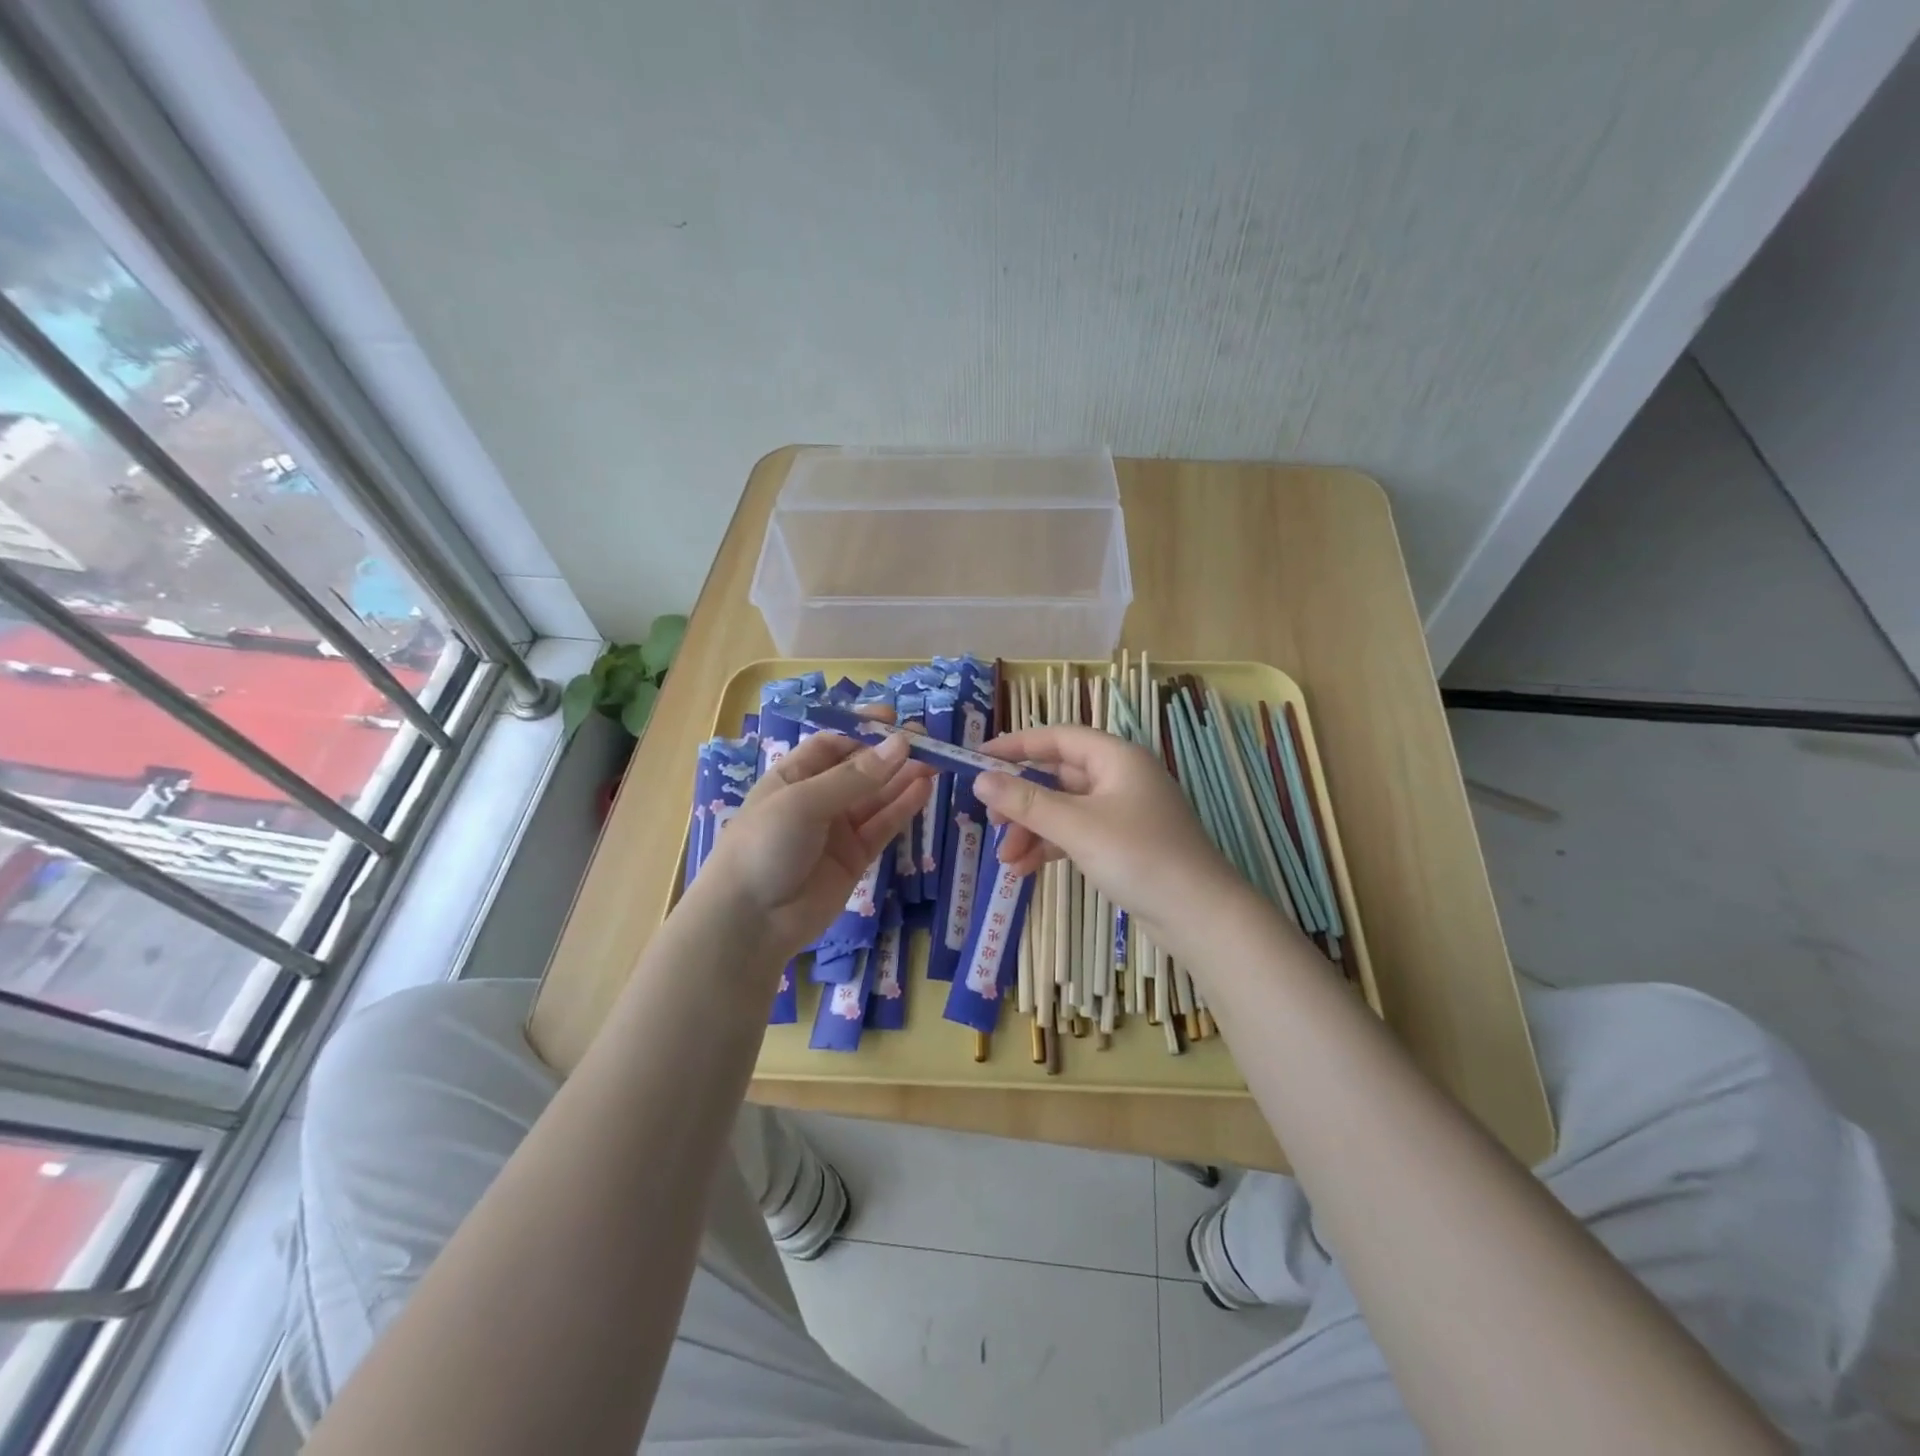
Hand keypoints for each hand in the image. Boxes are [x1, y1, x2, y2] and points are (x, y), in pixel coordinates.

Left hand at [695, 729, 930, 961]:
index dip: (862, 730)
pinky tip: (924, 788)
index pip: (833, 744)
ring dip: (903, 778)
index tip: (894, 719)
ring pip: (877, 797)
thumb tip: (901, 745)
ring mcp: (838, 830)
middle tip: (927, 740)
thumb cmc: (765, 845)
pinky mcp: (855, 858)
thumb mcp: (804, 802)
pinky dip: (903, 807)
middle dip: (890, 754)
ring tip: (936, 760)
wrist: (751, 921)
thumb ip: (855, 778)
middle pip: (860, 769)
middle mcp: (817, 799)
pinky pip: (883, 826)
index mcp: (793, 776)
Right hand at [975, 725, 1242, 948]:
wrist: (1200, 915)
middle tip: (990, 820)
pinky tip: (1025, 869)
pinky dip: (1051, 847)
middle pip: (1058, 776)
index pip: (1058, 738)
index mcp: (1116, 758)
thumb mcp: (1076, 826)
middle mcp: (1120, 778)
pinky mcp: (1124, 844)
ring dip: (1032, 830)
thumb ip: (1026, 802)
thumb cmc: (1139, 856)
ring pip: (1065, 809)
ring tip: (1006, 860)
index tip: (978, 760)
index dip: (1016, 746)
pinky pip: (1077, 834)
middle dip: (1022, 800)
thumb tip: (980, 779)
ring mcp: (1123, 812)